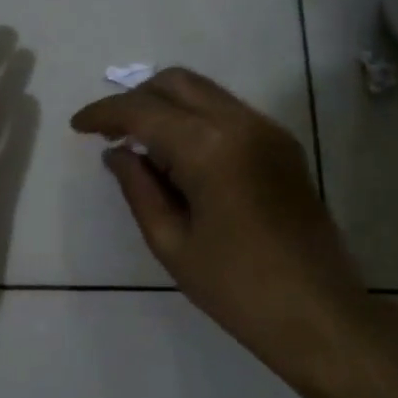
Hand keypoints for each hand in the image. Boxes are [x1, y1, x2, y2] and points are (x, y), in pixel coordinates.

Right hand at [70, 69, 369, 384]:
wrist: (320, 314)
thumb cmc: (236, 288)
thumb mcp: (171, 241)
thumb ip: (138, 188)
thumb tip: (117, 153)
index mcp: (209, 147)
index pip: (143, 109)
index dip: (104, 113)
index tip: (77, 127)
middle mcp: (241, 123)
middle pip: (176, 82)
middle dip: (135, 98)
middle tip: (109, 132)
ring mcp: (268, 131)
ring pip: (204, 92)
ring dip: (165, 106)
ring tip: (139, 144)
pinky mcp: (282, 145)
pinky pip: (226, 112)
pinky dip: (193, 118)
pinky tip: (178, 156)